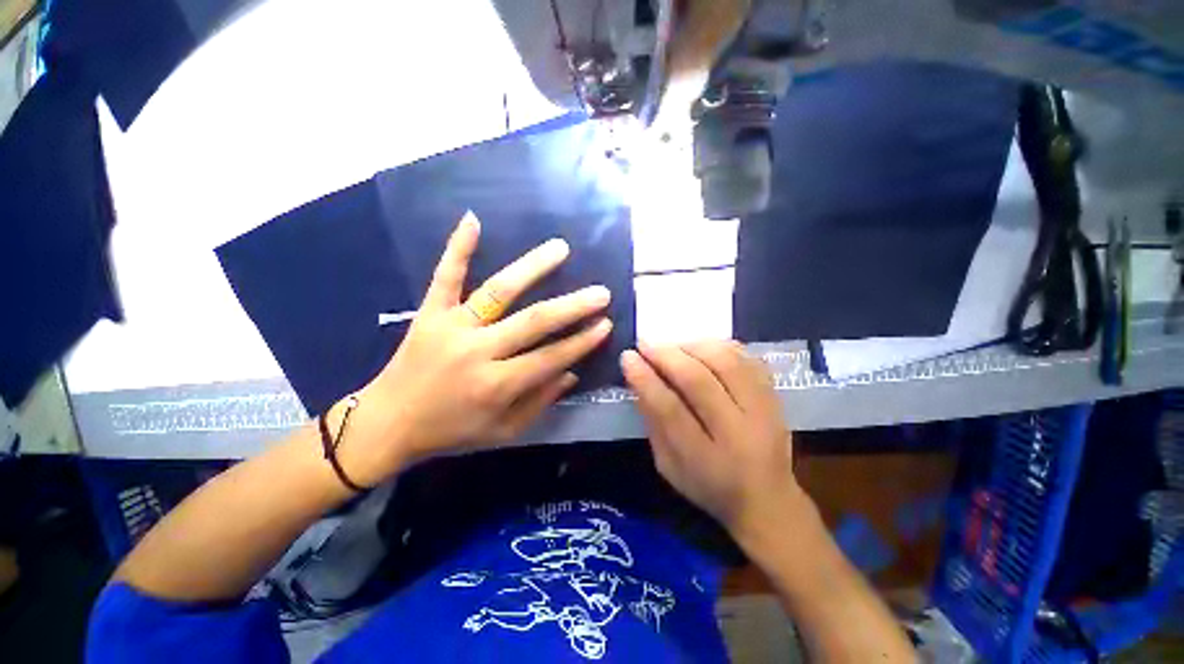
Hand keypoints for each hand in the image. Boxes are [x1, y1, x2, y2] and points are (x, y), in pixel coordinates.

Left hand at [335, 214, 612, 485]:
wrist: (388, 423)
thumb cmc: (451, 431)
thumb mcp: (502, 431)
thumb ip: (539, 402)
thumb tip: (571, 372)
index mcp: (496, 385)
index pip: (550, 358)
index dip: (582, 342)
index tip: (606, 324)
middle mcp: (477, 352)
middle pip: (534, 321)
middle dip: (573, 306)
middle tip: (601, 292)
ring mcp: (451, 326)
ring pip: (498, 291)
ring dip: (532, 268)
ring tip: (560, 248)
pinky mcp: (429, 312)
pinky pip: (445, 276)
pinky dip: (458, 248)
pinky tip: (473, 219)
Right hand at [620, 341, 806, 544]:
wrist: (768, 500)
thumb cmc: (708, 486)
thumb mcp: (668, 466)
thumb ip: (653, 424)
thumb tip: (638, 379)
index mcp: (704, 460)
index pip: (669, 409)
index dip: (645, 379)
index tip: (628, 357)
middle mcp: (738, 432)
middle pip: (699, 381)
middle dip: (666, 356)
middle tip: (645, 344)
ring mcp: (764, 412)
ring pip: (726, 363)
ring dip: (692, 346)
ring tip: (672, 346)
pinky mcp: (776, 398)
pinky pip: (748, 359)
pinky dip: (721, 346)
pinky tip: (701, 347)